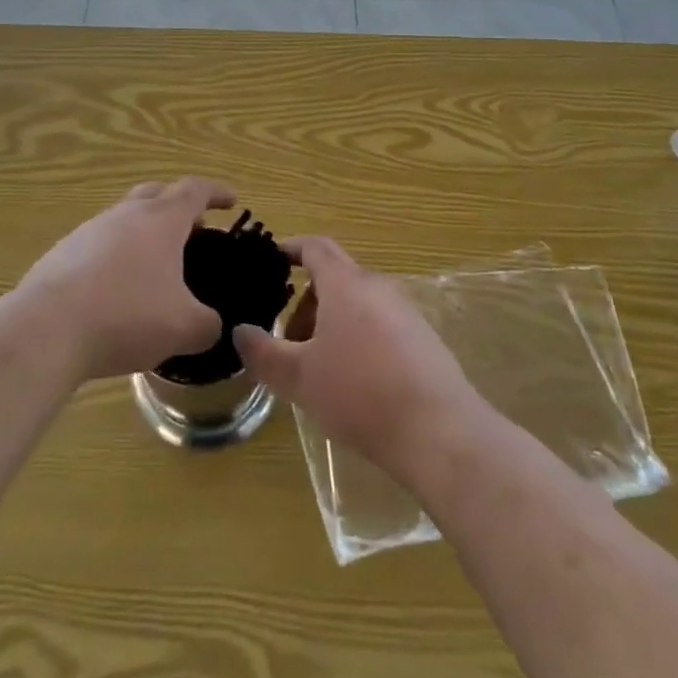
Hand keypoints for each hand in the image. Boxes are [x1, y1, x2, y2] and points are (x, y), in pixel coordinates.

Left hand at [16, 177, 232, 381]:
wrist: (46, 329)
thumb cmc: (126, 316)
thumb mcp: (184, 328)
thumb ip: (208, 325)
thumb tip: (213, 326)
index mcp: (161, 219)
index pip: (195, 190)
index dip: (216, 192)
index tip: (231, 201)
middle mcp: (126, 214)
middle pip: (157, 192)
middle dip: (178, 205)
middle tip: (193, 230)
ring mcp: (90, 230)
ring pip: (125, 217)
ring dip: (144, 232)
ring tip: (154, 267)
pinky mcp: (62, 253)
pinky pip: (99, 244)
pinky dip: (116, 257)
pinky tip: (115, 291)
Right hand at [233, 237, 484, 487]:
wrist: (439, 430)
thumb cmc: (360, 394)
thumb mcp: (300, 378)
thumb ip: (264, 353)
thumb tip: (239, 331)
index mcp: (345, 284)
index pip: (315, 247)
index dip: (292, 248)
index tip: (273, 258)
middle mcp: (376, 286)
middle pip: (335, 278)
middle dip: (308, 301)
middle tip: (288, 339)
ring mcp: (405, 310)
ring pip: (358, 303)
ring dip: (332, 323)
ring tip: (318, 367)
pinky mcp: (423, 338)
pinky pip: (380, 324)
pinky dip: (358, 337)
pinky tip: (355, 382)